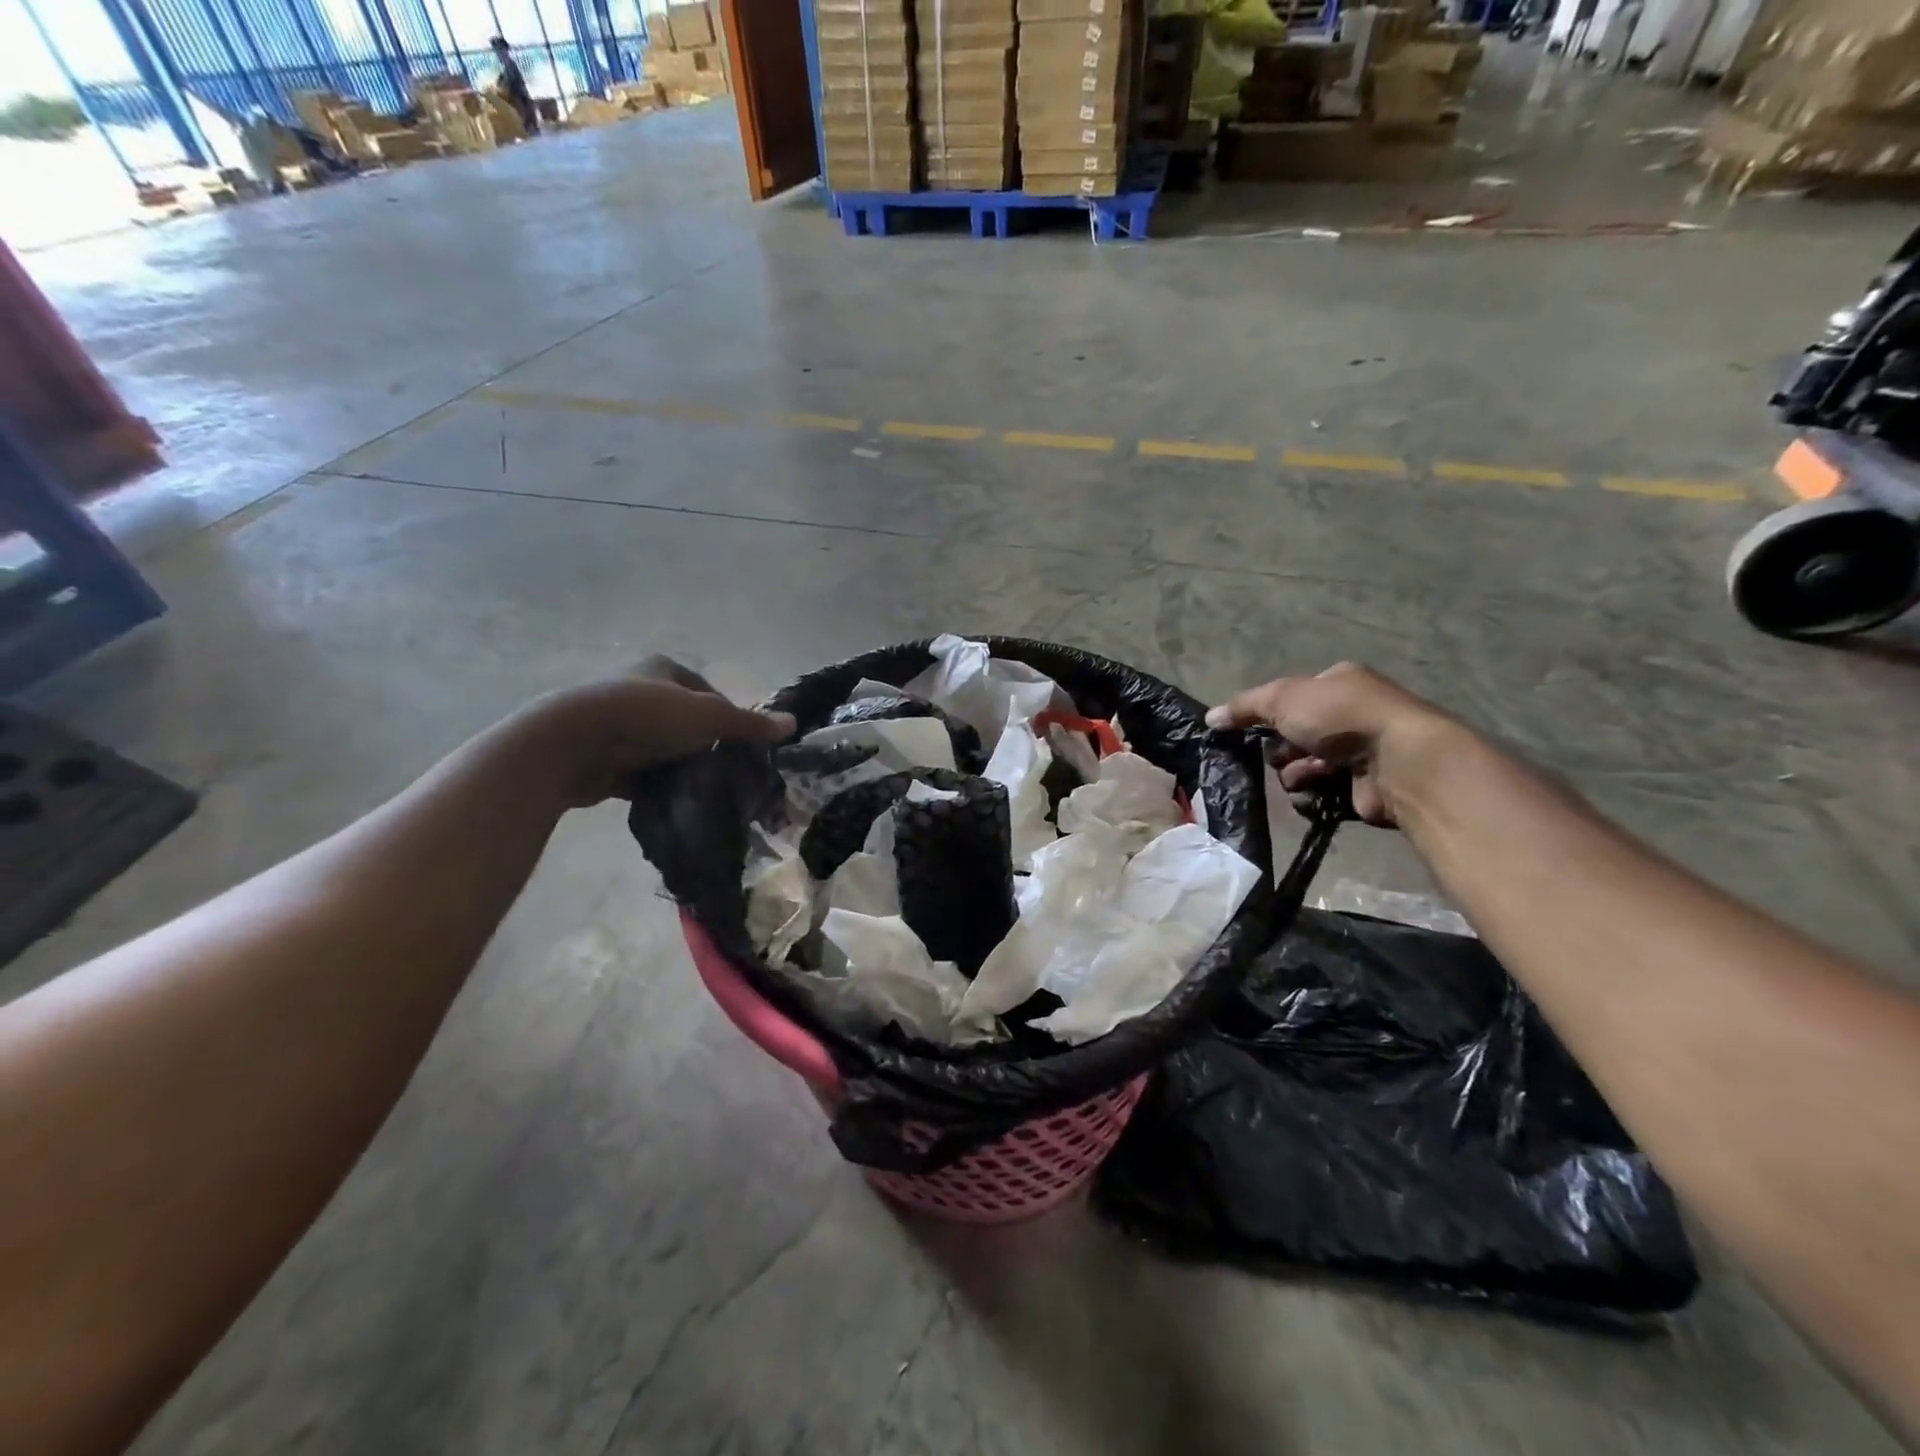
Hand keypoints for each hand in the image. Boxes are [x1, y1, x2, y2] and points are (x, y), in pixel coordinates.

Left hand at [514, 657, 794, 807]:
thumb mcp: (710, 716)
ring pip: (662, 748)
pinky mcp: (602, 756)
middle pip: (685, 720)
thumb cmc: (648, 717)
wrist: (575, 744)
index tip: (742, 742)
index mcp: (662, 669)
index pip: (706, 690)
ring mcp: (617, 725)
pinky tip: (676, 801)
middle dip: (704, 743)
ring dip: (680, 765)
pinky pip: (640, 772)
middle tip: (728, 768)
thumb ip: (750, 723)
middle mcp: (638, 691)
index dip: (727, 714)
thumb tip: (794, 724)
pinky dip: (657, 785)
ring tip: (706, 788)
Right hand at [1206, 663, 1455, 826]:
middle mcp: (1350, 714)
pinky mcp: (1361, 788)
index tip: (1258, 728)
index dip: (1271, 714)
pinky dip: (1312, 795)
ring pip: (1301, 766)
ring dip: (1296, 773)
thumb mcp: (1283, 698)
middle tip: (1286, 753)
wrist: (1399, 761)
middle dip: (1283, 749)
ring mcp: (1359, 752)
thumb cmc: (1341, 717)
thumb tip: (1209, 718)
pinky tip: (1319, 792)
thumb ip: (1244, 707)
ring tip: (1310, 774)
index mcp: (1338, 683)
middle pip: (1292, 736)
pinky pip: (1318, 793)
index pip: (1291, 698)